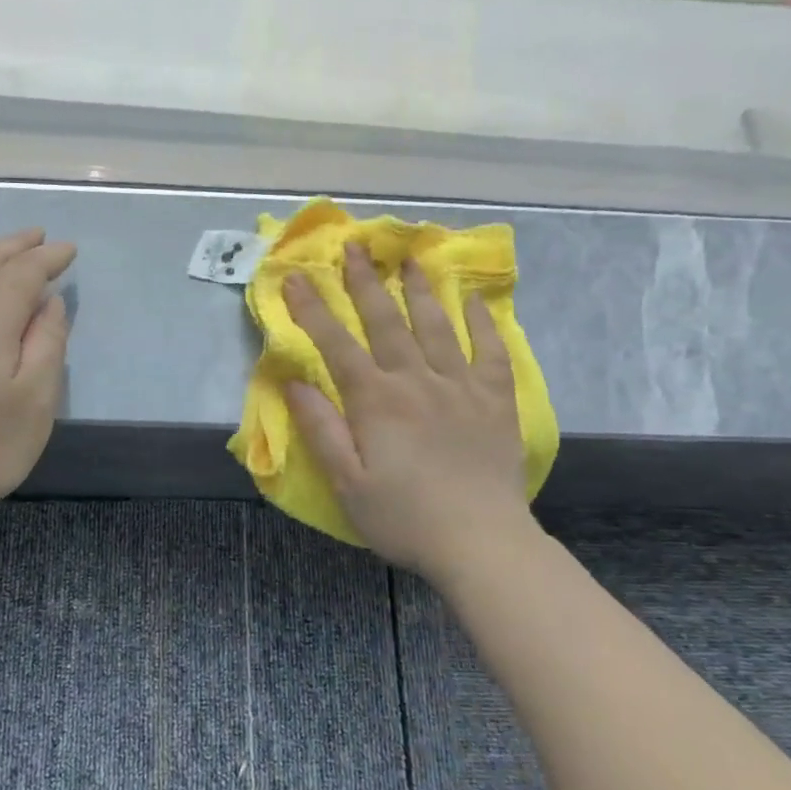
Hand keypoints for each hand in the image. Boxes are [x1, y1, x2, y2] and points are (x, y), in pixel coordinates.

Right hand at [282, 241, 532, 576]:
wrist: (482, 543)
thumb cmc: (403, 517)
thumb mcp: (346, 482)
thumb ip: (321, 429)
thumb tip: (294, 382)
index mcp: (376, 401)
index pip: (336, 345)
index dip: (312, 309)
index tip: (295, 277)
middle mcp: (417, 381)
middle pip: (386, 321)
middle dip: (365, 282)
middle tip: (355, 246)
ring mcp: (461, 386)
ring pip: (436, 325)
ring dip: (420, 289)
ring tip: (410, 258)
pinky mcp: (496, 400)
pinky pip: (490, 350)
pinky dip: (482, 322)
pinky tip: (474, 301)